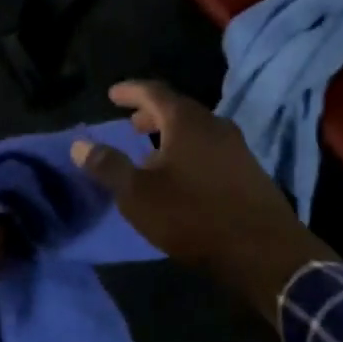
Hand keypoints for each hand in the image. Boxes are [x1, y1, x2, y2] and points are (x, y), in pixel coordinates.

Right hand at [70, 81, 335, 322]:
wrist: (262, 250)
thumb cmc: (193, 216)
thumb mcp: (138, 195)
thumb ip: (108, 166)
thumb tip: (79, 144)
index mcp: (186, 121)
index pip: (153, 91)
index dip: (130, 91)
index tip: (112, 95)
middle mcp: (215, 124)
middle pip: (178, 109)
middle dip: (151, 115)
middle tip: (131, 125)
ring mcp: (237, 146)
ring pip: (197, 130)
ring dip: (171, 135)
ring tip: (152, 154)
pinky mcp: (250, 170)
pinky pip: (212, 148)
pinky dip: (190, 151)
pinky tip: (183, 176)